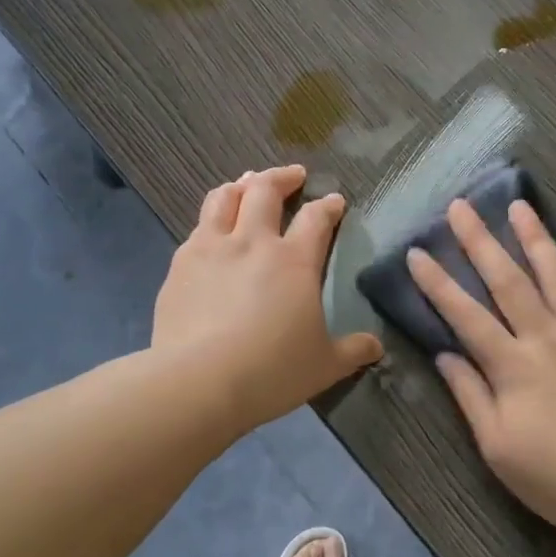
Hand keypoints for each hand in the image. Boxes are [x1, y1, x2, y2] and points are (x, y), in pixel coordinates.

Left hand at [154, 164, 382, 431]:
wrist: (198, 382)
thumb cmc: (271, 371)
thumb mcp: (324, 366)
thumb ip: (352, 350)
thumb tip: (376, 346)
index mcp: (293, 260)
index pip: (316, 218)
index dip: (328, 206)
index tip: (335, 201)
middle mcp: (252, 242)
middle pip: (265, 190)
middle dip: (282, 177)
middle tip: (293, 175)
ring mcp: (211, 249)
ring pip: (223, 198)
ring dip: (240, 185)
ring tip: (247, 183)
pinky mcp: (179, 266)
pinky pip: (196, 230)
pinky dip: (210, 221)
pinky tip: (210, 232)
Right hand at [408, 199, 555, 538]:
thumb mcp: (498, 448)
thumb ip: (470, 396)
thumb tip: (444, 354)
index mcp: (514, 366)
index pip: (465, 315)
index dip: (437, 283)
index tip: (416, 252)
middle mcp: (549, 337)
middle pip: (508, 280)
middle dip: (480, 241)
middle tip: (461, 206)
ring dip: (536, 238)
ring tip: (520, 206)